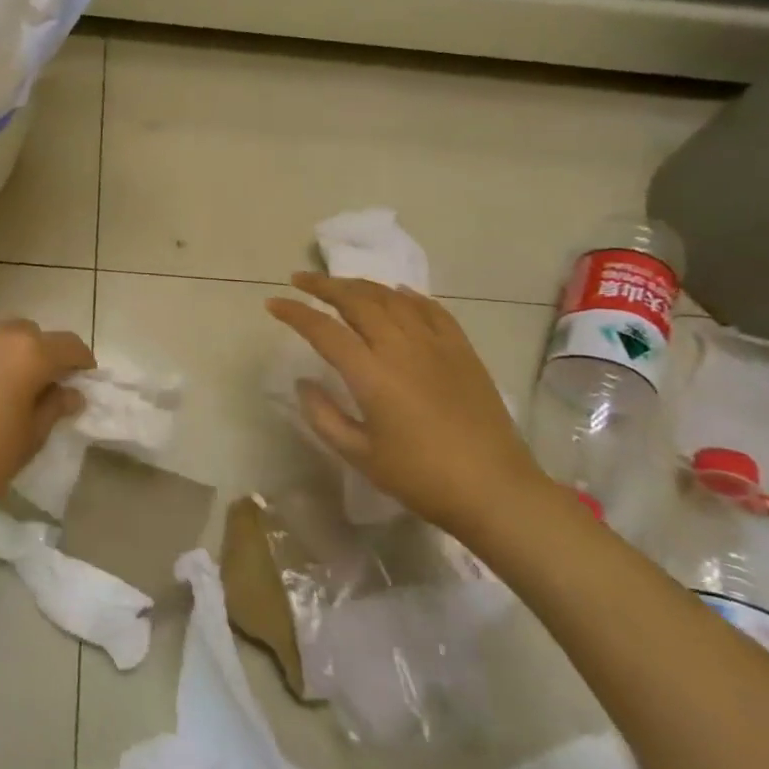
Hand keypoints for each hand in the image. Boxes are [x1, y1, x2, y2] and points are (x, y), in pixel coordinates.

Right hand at [266, 273, 541, 534]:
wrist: (494, 489)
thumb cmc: (421, 477)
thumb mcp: (360, 455)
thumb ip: (324, 416)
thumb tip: (304, 382)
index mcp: (371, 374)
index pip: (323, 330)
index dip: (295, 313)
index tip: (273, 303)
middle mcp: (400, 348)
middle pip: (357, 301)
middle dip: (324, 285)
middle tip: (300, 279)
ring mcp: (435, 345)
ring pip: (392, 298)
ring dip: (360, 285)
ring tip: (340, 283)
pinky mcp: (462, 351)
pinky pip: (431, 310)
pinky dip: (408, 296)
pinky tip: (397, 293)